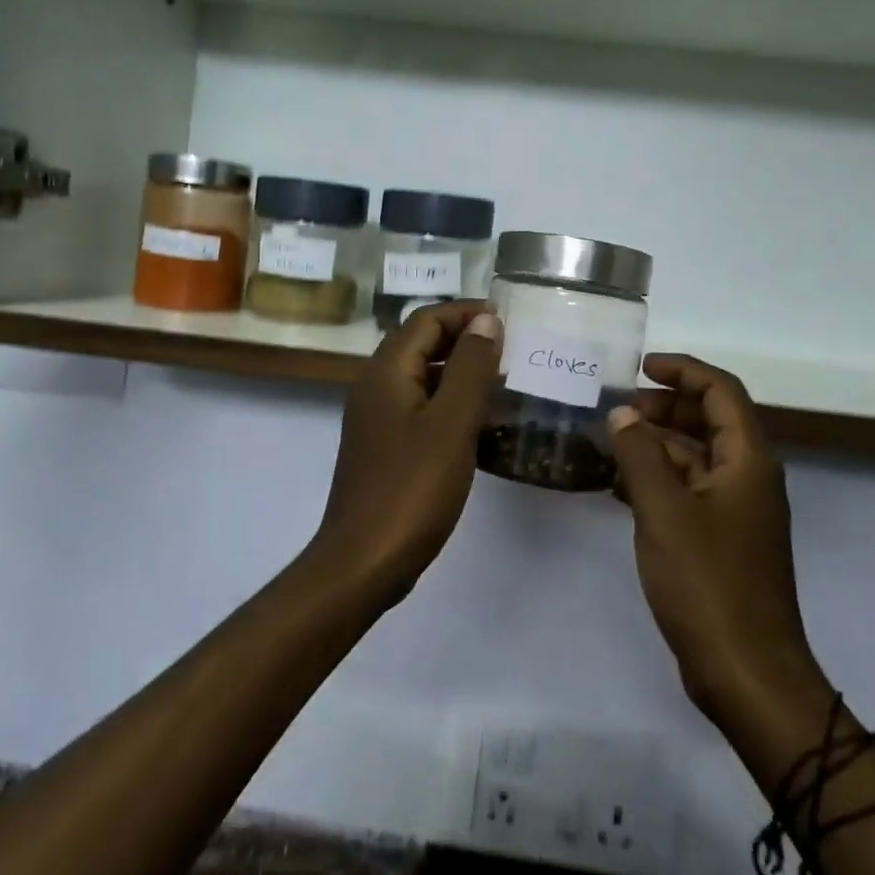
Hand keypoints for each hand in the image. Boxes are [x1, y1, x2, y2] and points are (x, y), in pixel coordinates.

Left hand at [310, 301, 502, 605]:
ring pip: (422, 377)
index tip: (509, 322)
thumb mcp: (451, 423)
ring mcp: (376, 418)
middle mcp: (375, 386)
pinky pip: (420, 409)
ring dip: (460, 373)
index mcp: (387, 371)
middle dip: (466, 340)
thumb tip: (486, 320)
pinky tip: (480, 427)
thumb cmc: (412, 488)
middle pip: (422, 343)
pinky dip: (449, 405)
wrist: (364, 561)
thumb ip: (471, 367)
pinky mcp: (383, 447)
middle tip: (511, 351)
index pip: (427, 319)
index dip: (467, 313)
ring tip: (504, 385)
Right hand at [608, 355, 817, 722]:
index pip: (721, 391)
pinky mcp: (722, 541)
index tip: (641, 367)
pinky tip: (620, 487)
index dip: (683, 371)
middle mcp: (748, 478)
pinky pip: (689, 492)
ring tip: (610, 444)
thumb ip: (640, 456)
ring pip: (696, 458)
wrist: (746, 672)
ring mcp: (737, 512)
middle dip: (664, 408)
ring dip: (657, 445)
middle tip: (617, 410)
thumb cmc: (708, 583)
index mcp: (748, 461)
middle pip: (710, 421)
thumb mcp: (664, 512)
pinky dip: (658, 480)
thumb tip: (622, 415)